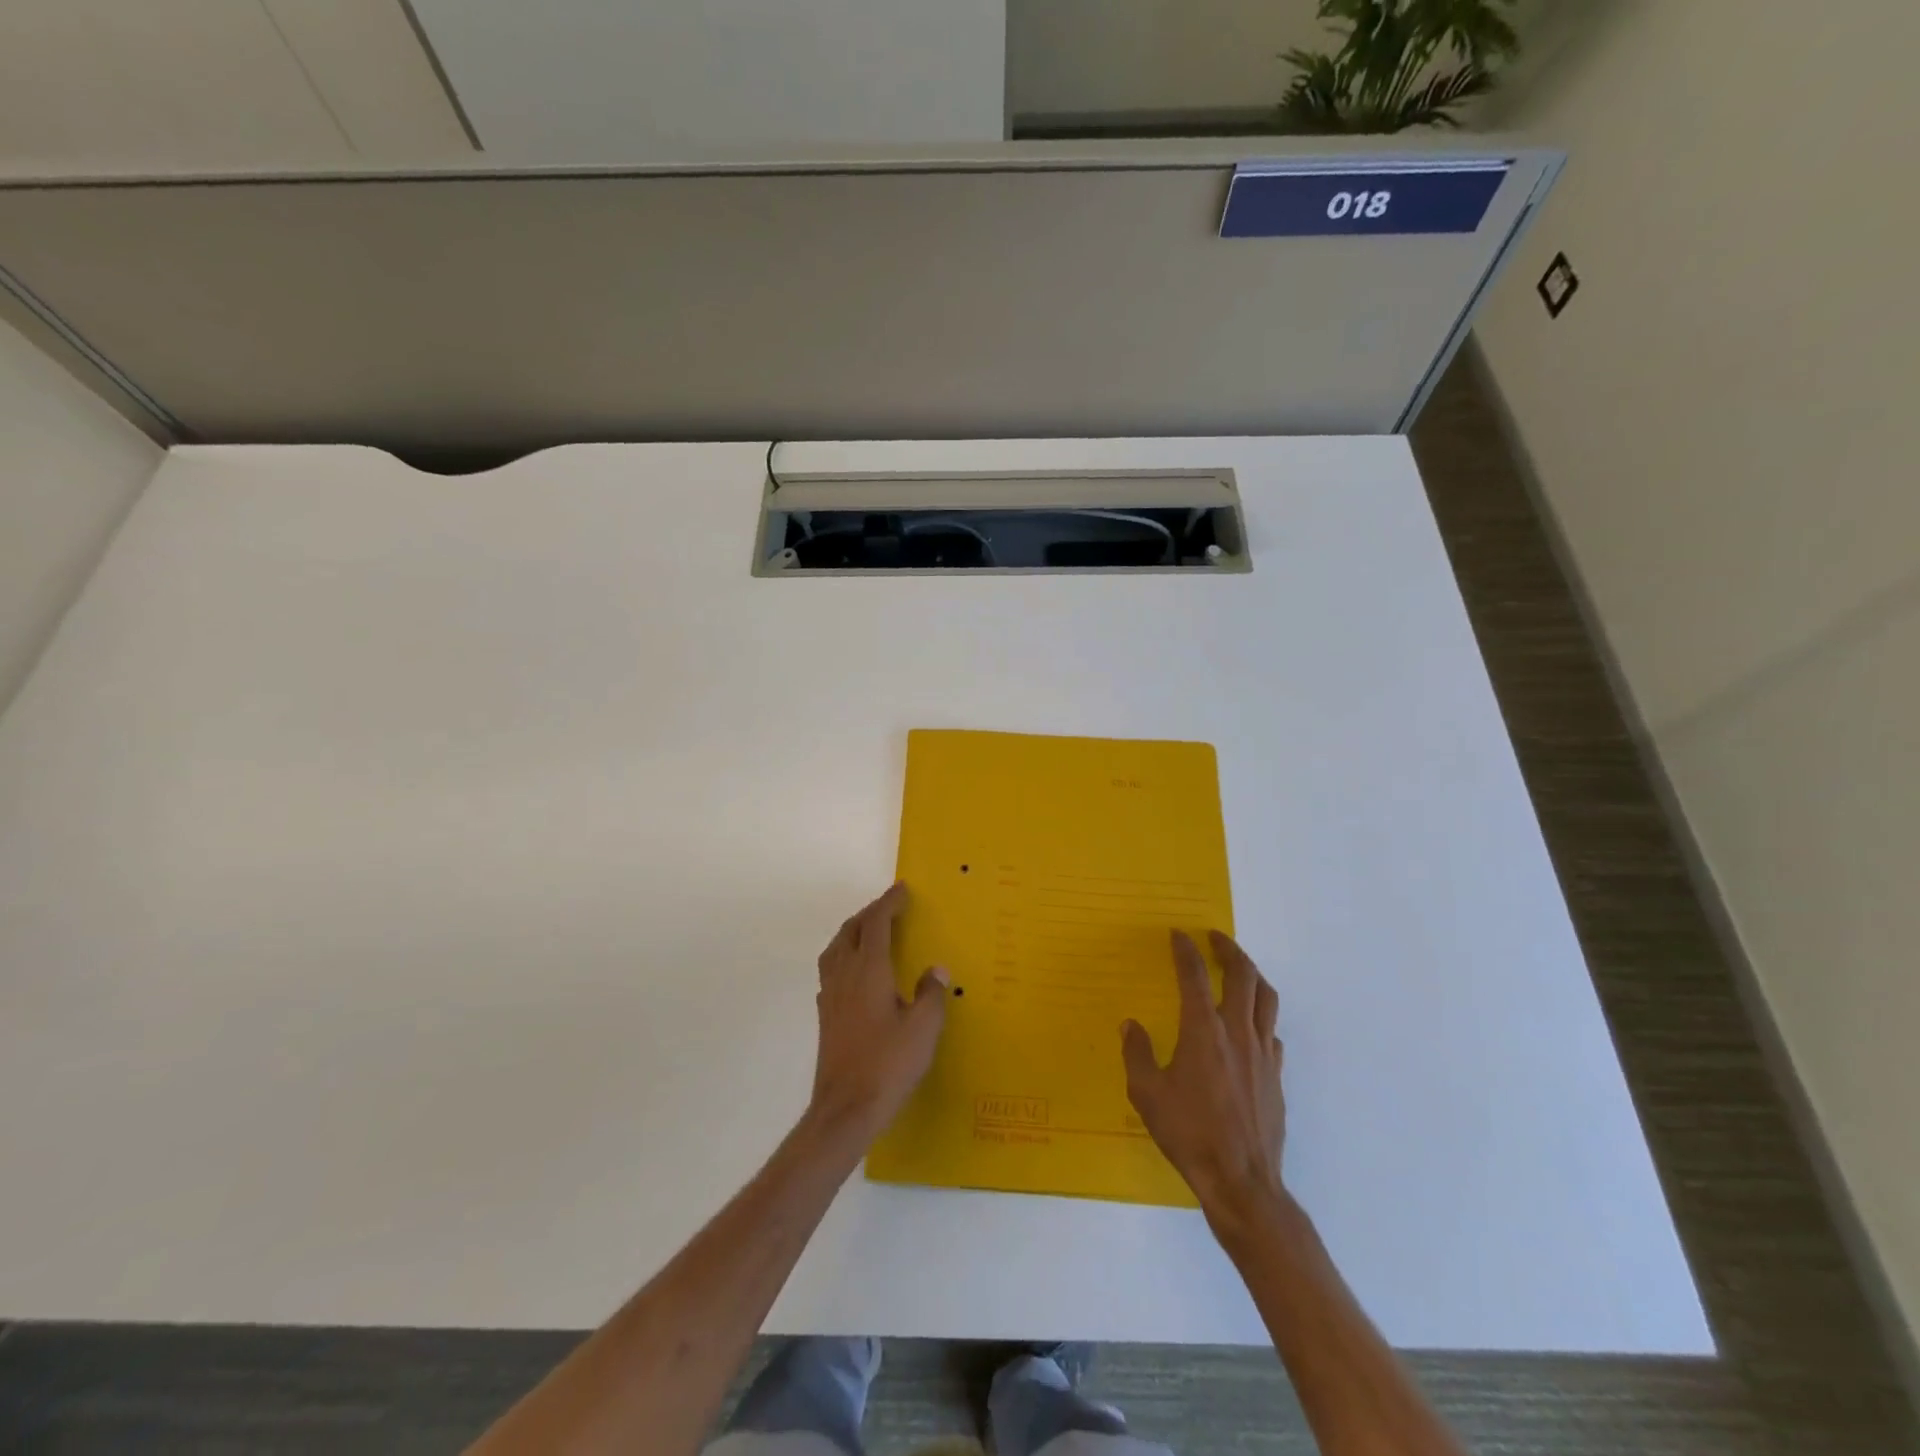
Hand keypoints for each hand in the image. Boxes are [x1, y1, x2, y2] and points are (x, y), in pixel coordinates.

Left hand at [809, 882, 949, 1142]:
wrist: (845, 1109)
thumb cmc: (888, 1065)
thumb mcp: (923, 1029)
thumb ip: (931, 994)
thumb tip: (935, 970)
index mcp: (869, 970)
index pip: (876, 923)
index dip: (889, 903)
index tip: (902, 889)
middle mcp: (845, 975)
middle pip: (851, 930)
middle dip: (870, 913)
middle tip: (890, 907)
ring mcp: (830, 995)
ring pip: (836, 948)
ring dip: (853, 931)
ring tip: (871, 931)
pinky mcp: (825, 1015)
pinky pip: (832, 970)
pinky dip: (844, 956)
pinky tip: (856, 972)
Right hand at [1122, 930, 1286, 1226]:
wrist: (1241, 1181)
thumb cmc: (1189, 1133)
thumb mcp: (1147, 1093)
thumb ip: (1138, 1054)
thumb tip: (1131, 1026)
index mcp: (1203, 1031)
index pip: (1194, 975)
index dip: (1185, 950)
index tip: (1179, 934)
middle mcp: (1237, 1032)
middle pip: (1242, 975)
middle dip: (1229, 949)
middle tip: (1215, 938)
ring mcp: (1262, 1053)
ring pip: (1266, 998)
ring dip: (1252, 975)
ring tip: (1239, 969)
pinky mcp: (1276, 1076)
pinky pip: (1272, 1032)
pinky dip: (1261, 1017)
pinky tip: (1250, 1027)